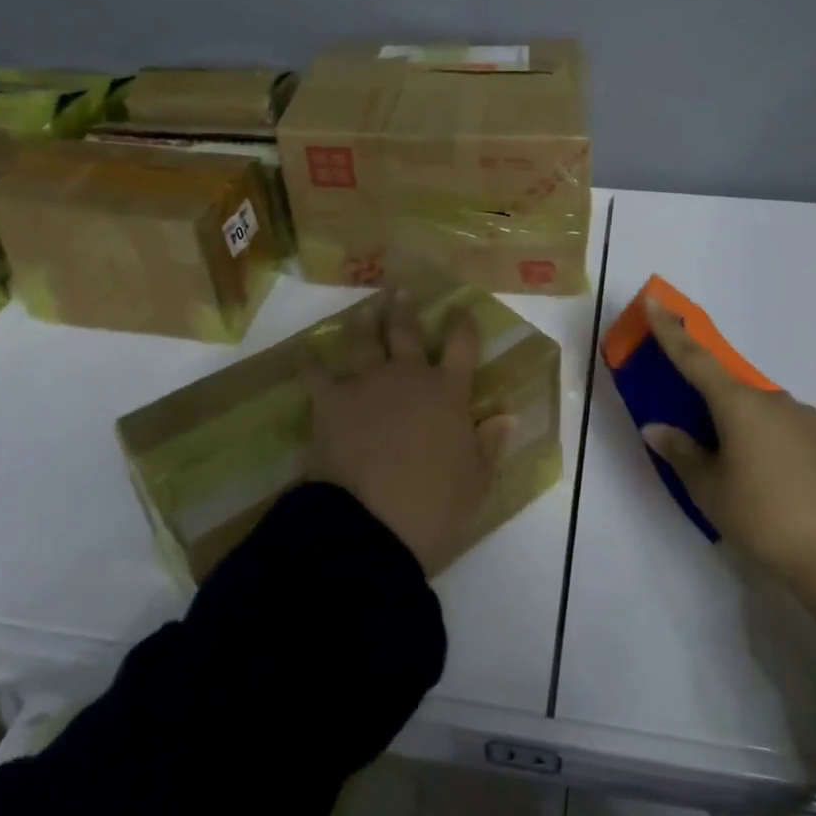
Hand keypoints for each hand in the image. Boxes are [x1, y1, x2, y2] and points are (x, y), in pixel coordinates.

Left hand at [304, 290, 509, 576]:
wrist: (371, 524)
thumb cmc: (434, 504)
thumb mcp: (477, 480)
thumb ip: (491, 443)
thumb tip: (508, 415)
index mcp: (447, 391)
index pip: (462, 345)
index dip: (464, 323)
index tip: (462, 308)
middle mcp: (408, 376)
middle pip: (407, 331)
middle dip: (406, 309)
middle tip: (402, 291)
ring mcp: (367, 383)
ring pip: (364, 339)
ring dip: (365, 320)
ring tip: (366, 307)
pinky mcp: (331, 401)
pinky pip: (317, 373)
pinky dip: (311, 360)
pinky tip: (307, 349)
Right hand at [641, 297, 815, 588]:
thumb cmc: (764, 518)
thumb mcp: (710, 490)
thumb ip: (681, 453)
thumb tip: (657, 428)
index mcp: (738, 404)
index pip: (695, 358)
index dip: (670, 330)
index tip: (655, 300)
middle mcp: (773, 399)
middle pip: (728, 388)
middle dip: (708, 401)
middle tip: (696, 432)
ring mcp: (805, 417)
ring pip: (759, 410)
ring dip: (741, 426)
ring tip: (739, 473)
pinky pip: (785, 427)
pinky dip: (768, 440)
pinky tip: (773, 480)